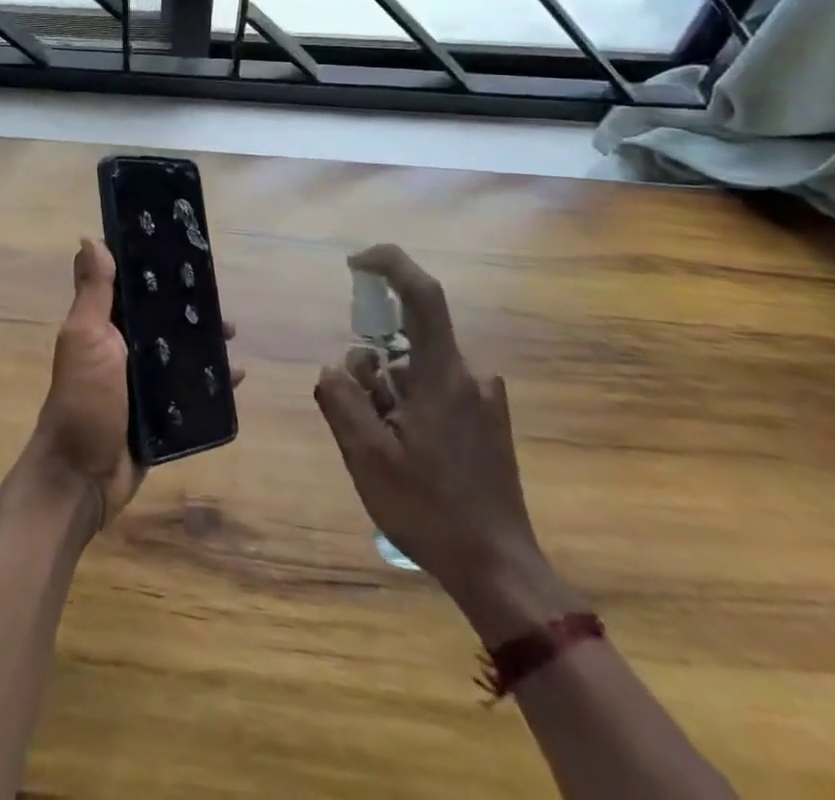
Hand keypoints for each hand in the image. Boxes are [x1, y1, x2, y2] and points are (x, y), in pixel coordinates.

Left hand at [25, 238, 240, 532]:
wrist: (82, 479)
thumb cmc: (83, 401)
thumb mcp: (86, 339)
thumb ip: (93, 292)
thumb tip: (90, 238)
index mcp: (104, 326)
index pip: (133, 288)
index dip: (156, 270)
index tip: (186, 253)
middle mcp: (123, 349)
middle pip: (163, 319)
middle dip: (190, 309)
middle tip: (220, 304)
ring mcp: (143, 383)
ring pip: (180, 352)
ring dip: (206, 343)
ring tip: (232, 335)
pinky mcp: (160, 414)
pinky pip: (191, 390)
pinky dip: (213, 382)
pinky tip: (237, 376)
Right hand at [314, 245, 575, 643]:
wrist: (500, 570)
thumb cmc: (430, 510)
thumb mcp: (367, 456)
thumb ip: (342, 399)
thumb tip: (334, 367)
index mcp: (443, 374)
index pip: (422, 293)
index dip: (389, 263)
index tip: (354, 263)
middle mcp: (469, 374)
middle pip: (406, 341)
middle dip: (372, 368)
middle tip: (361, 418)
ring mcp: (484, 398)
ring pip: (416, 369)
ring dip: (389, 393)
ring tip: (386, 448)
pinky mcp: (488, 420)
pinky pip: (435, 389)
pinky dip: (410, 405)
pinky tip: (408, 453)